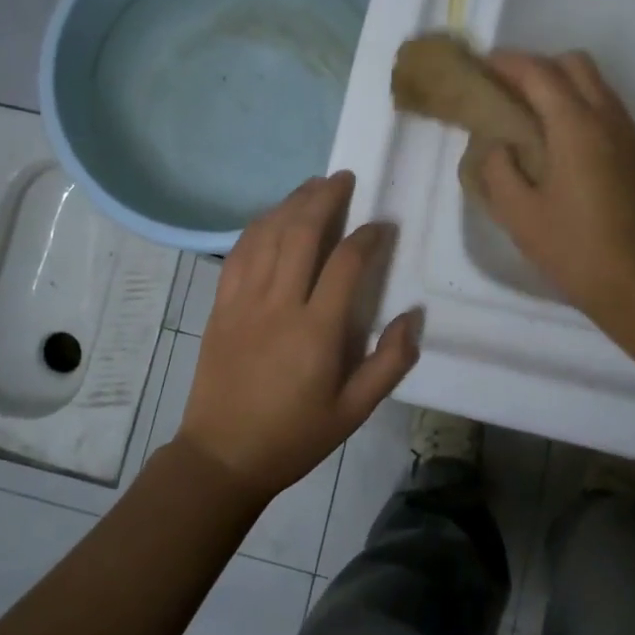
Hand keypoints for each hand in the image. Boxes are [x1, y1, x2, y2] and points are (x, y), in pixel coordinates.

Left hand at [177, 172, 420, 501]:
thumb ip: (390, 363)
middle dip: (325, 198)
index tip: (382, 225)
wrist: (222, 455)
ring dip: (292, 203)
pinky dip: (258, 226)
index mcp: (316, 332)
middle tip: (344, 179)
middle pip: (302, 233)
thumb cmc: (294, 436)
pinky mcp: (221, 305)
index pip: (346, 263)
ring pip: (268, 234)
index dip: (368, 236)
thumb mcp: (354, 411)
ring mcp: (243, 301)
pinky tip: (272, 216)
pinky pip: (239, 252)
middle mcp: (278, 304)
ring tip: (313, 186)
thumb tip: (413, 316)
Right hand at [474, 51, 634, 324]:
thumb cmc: (573, 249)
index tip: (484, 65)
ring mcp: (633, 137)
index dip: (509, 63)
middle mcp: (610, 120)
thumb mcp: (518, 214)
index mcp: (576, 128)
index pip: (540, 74)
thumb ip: (498, 169)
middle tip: (510, 90)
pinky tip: (567, 149)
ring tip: (535, 117)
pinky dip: (585, 111)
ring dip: (565, 87)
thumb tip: (498, 145)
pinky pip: (612, 114)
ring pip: (599, 87)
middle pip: (576, 65)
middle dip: (540, 66)